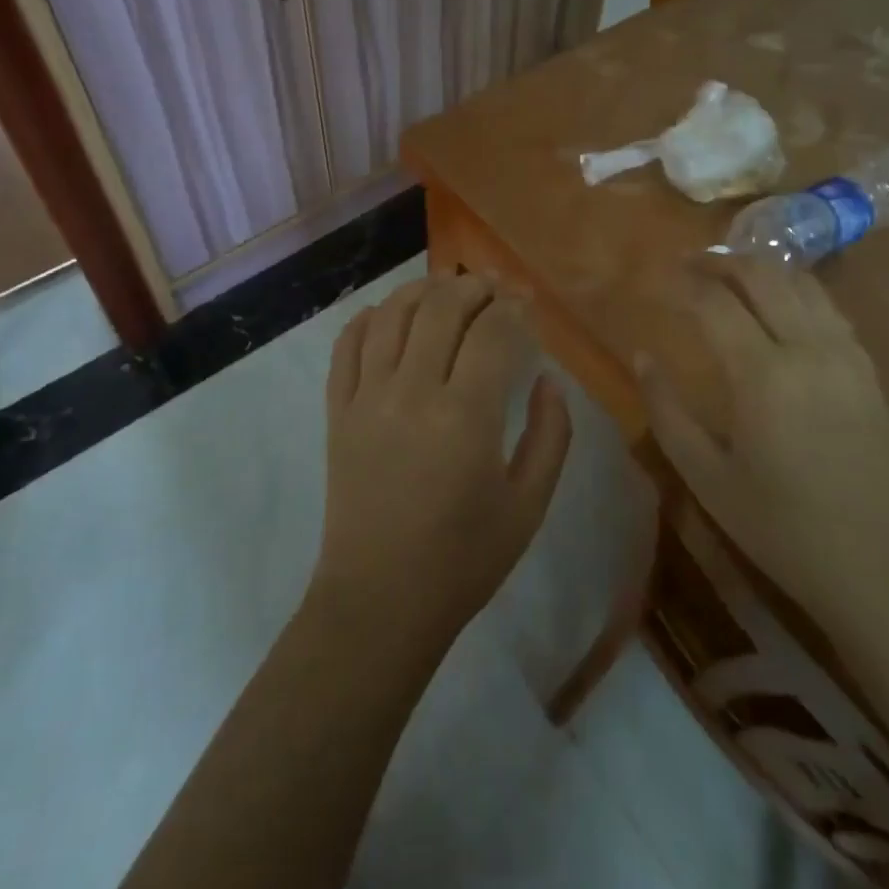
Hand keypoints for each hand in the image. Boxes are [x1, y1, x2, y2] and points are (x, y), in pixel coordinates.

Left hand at [312, 275, 571, 656]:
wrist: (381, 601)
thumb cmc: (464, 559)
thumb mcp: (529, 505)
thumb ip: (552, 434)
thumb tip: (549, 379)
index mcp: (466, 417)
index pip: (493, 332)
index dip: (514, 308)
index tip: (527, 304)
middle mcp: (411, 392)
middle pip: (441, 307)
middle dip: (473, 286)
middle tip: (493, 288)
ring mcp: (366, 397)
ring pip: (392, 314)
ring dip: (423, 290)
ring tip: (446, 289)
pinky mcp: (337, 410)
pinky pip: (347, 345)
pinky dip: (369, 317)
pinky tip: (390, 314)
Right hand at [639, 255, 888, 626]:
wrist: (881, 569)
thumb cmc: (780, 527)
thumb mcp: (706, 476)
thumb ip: (666, 410)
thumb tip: (642, 356)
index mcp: (763, 375)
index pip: (715, 302)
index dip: (683, 281)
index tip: (660, 274)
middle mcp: (808, 349)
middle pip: (763, 275)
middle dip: (721, 259)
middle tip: (689, 263)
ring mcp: (846, 355)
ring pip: (801, 282)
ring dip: (761, 268)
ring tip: (729, 273)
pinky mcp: (867, 369)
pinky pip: (828, 306)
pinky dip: (795, 289)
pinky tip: (778, 302)